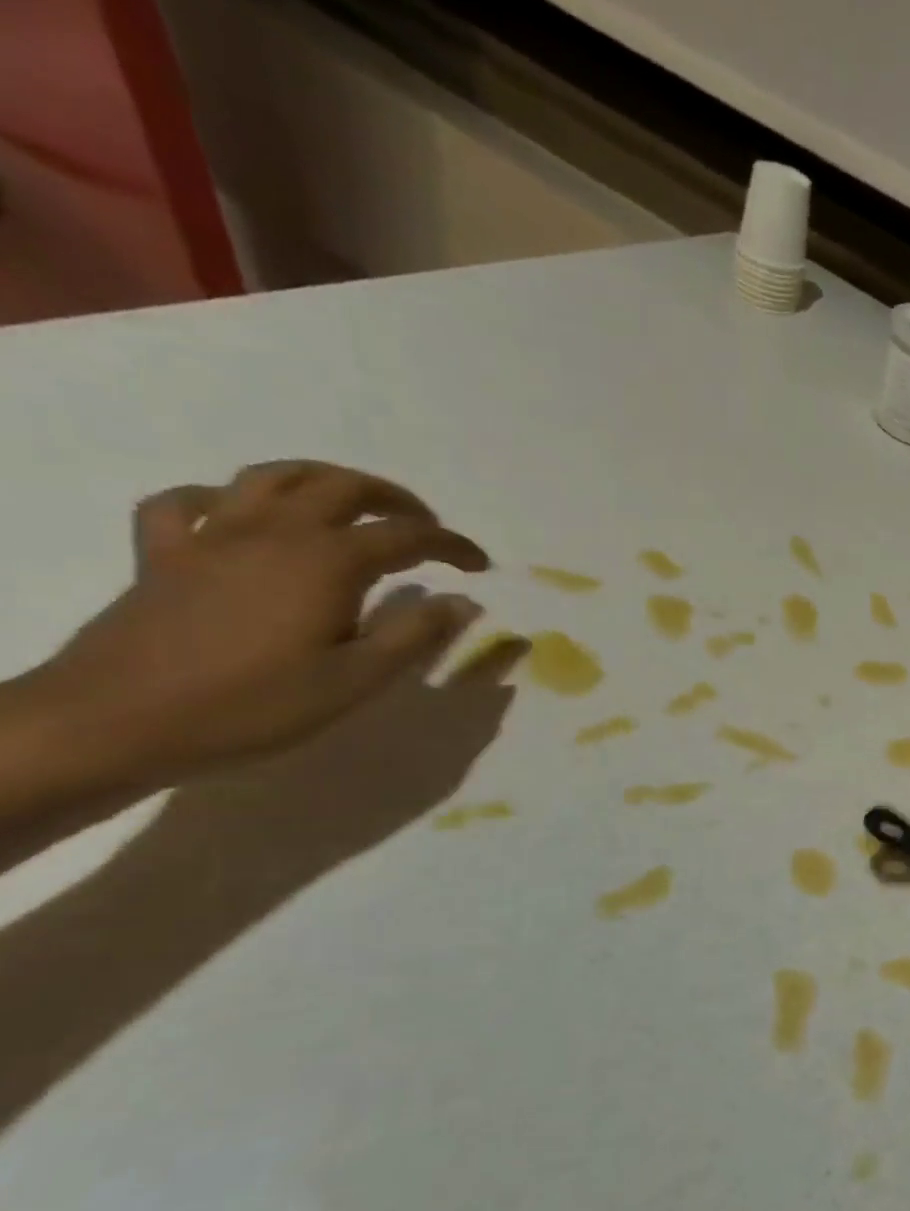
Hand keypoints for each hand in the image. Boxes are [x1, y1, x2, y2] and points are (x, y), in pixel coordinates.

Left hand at [35, 460, 488, 787]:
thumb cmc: (255, 705)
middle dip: (394, 499)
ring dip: (321, 480)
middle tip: (424, 527)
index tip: (479, 566)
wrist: (117, 722)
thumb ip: (415, 635)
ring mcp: (212, 537)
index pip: (406, 537)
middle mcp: (273, 533)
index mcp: (326, 562)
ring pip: (271, 478)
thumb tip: (462, 603)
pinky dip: (222, 499)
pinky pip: (188, 503)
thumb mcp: (357, 679)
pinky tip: (240, 518)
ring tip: (349, 503)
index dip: (451, 546)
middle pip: (341, 486)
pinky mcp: (164, 555)